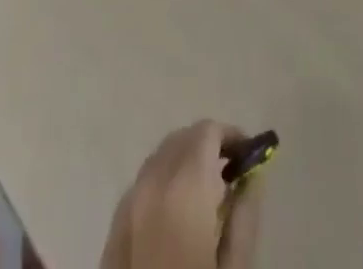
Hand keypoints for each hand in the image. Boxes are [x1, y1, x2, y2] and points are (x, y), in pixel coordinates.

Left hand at [100, 121, 263, 268]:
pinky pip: (141, 187)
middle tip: (233, 175)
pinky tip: (177, 217)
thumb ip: (245, 216)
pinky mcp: (111, 231)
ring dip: (184, 163)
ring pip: (159, 160)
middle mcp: (150, 183)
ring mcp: (126, 206)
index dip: (231, 136)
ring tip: (208, 196)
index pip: (207, 132)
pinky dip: (163, 185)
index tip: (250, 156)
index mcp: (183, 187)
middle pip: (181, 140)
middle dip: (208, 147)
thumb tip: (251, 177)